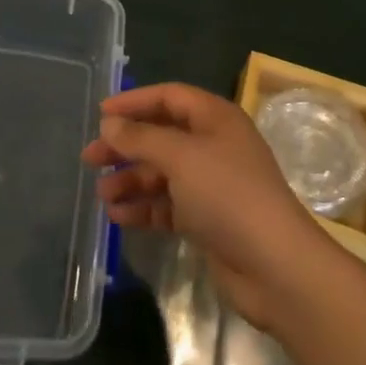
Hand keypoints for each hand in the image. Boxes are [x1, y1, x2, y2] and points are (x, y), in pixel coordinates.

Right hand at [82, 83, 339, 331]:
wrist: (276, 267)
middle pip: (161, 136)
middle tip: (90, 158)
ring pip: (162, 173)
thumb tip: (109, 124)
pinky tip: (118, 216)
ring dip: (131, 180)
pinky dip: (144, 208)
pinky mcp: (208, 220)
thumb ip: (140, 138)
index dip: (134, 102)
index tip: (100, 114)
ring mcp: (212, 184)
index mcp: (215, 119)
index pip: (169, 97)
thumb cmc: (227, 195)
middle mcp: (213, 145)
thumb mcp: (180, 158)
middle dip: (126, 146)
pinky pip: (168, 204)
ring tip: (102, 195)